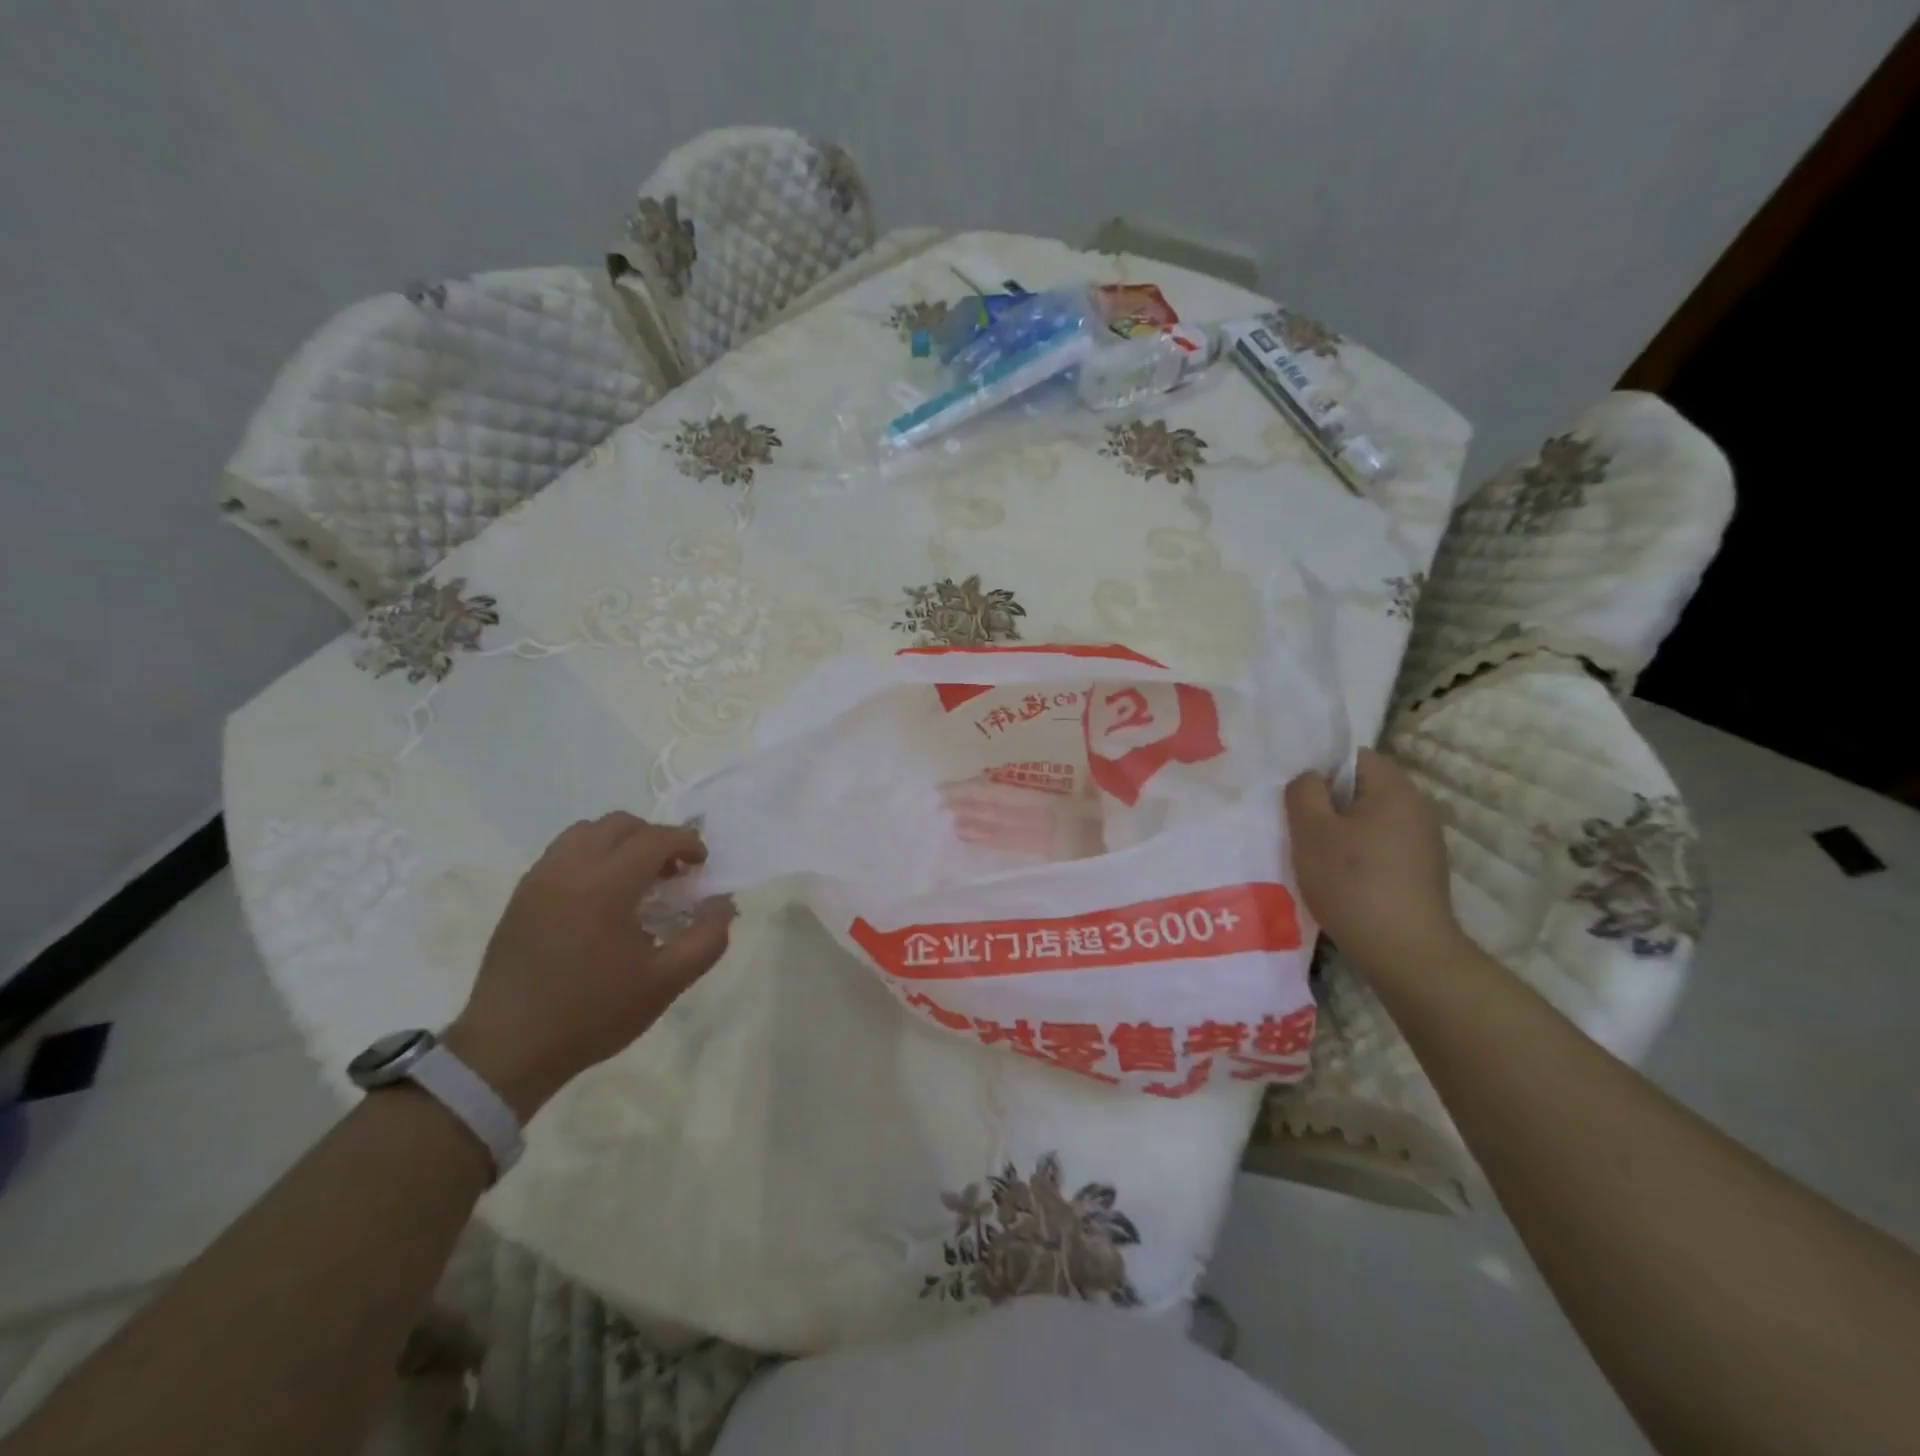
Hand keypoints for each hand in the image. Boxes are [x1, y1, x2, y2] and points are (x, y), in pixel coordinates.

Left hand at [444, 813, 732, 1119]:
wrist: (507, 1051)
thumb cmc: (593, 1013)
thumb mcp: (666, 983)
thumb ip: (707, 938)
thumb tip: (723, 904)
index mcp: (607, 885)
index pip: (655, 838)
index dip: (687, 844)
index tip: (702, 866)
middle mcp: (570, 869)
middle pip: (620, 825)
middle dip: (655, 838)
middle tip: (672, 873)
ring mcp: (540, 879)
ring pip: (586, 832)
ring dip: (620, 843)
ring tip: (635, 879)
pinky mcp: (521, 896)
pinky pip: (562, 853)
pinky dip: (591, 856)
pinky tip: (601, 897)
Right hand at [1284, 748, 1465, 980]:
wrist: (1405, 953)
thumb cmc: (1353, 883)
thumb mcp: (1311, 831)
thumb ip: (1304, 792)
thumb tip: (1311, 778)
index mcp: (1395, 789)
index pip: (1354, 757)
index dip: (1321, 770)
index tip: (1297, 797)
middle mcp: (1418, 808)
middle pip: (1362, 789)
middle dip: (1328, 804)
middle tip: (1298, 827)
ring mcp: (1424, 842)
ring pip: (1370, 820)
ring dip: (1341, 832)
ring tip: (1314, 856)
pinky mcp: (1421, 872)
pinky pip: (1381, 846)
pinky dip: (1358, 855)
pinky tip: (1340, 879)